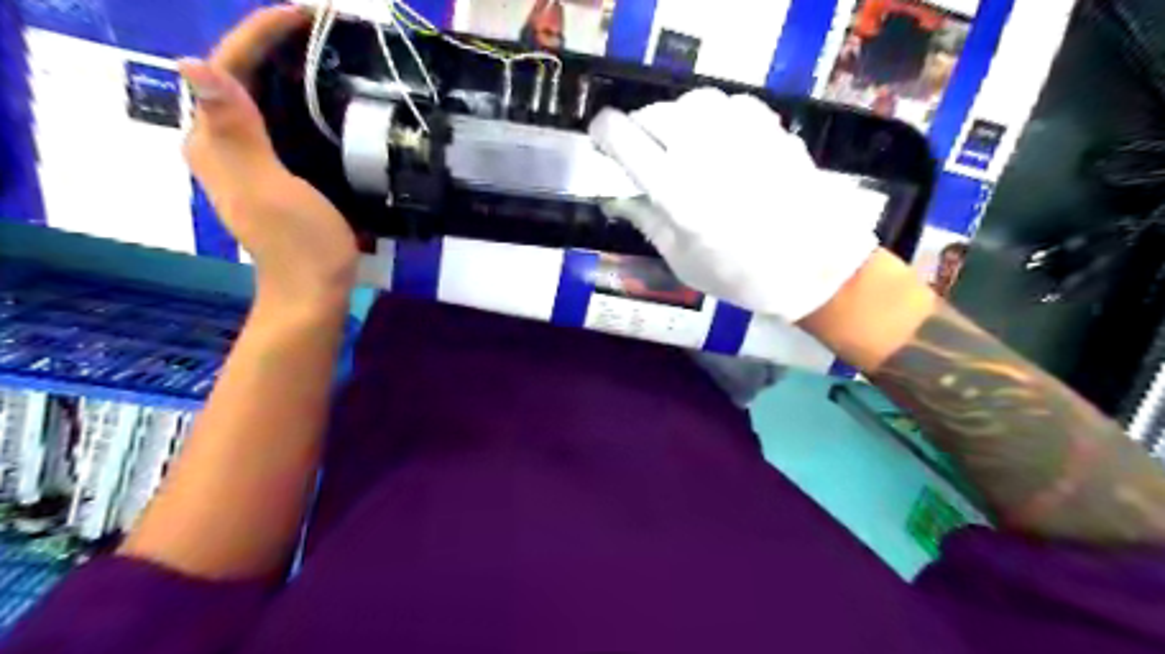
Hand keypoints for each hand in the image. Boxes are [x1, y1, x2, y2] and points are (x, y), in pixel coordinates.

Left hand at [176, 5, 356, 311]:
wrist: (313, 289)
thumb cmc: (299, 243)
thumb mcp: (270, 187)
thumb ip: (237, 132)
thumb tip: (192, 65)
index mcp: (215, 142)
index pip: (225, 70)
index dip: (259, 36)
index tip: (302, 15)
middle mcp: (223, 144)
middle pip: (239, 79)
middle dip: (273, 47)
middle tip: (321, 30)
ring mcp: (250, 160)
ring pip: (260, 99)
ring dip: (287, 71)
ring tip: (325, 53)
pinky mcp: (275, 173)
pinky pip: (279, 123)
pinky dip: (299, 102)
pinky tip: (324, 99)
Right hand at [588, 88, 879, 321]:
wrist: (815, 268)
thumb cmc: (742, 276)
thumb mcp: (683, 260)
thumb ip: (647, 221)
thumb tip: (615, 198)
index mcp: (676, 191)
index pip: (623, 138)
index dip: (604, 133)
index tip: (603, 141)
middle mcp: (704, 152)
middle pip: (654, 114)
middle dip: (638, 129)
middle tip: (642, 151)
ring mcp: (742, 135)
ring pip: (692, 101)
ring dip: (677, 118)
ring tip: (680, 143)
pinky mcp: (771, 129)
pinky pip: (730, 103)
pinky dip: (714, 115)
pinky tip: (718, 139)